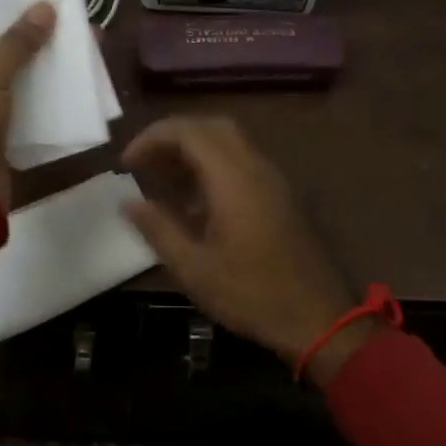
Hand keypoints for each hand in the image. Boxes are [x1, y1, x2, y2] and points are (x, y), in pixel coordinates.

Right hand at [121, 116, 370, 383]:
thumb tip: (129, 202)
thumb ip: (158, 229)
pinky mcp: (280, 196)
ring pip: (229, 142)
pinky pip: (241, 162)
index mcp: (233, 177)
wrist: (319, 318)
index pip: (188, 131)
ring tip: (162, 179)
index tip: (126, 163)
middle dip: (172, 137)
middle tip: (144, 163)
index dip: (152, 138)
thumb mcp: (194, 268)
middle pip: (210, 127)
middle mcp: (255, 167)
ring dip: (193, 151)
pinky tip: (194, 202)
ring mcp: (272, 180)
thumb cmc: (252, 294)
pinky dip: (212, 166)